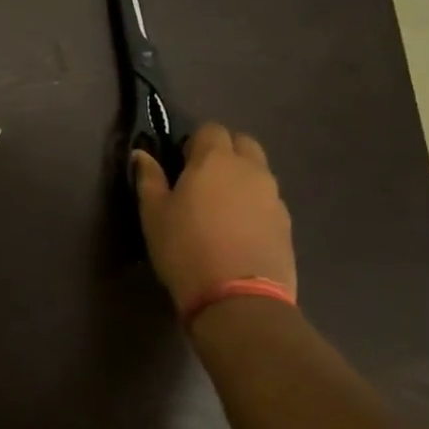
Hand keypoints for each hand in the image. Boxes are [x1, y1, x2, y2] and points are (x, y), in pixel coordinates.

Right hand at [132, 123, 294, 314]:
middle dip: (224, 152)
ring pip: (258, 172)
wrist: (238, 299)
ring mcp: (274, 196)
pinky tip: (238, 231)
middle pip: (242, 143)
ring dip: (241, 178)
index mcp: (214, 159)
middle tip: (202, 180)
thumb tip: (142, 154)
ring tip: (221, 208)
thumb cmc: (185, 249)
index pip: (210, 129)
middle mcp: (250, 169)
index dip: (194, 142)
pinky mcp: (287, 223)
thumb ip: (149, 178)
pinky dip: (254, 205)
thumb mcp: (153, 214)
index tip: (180, 164)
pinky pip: (269, 200)